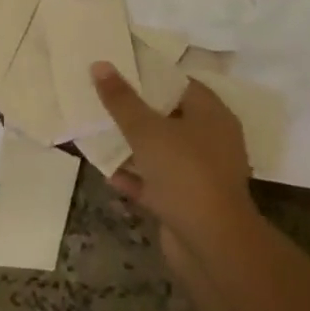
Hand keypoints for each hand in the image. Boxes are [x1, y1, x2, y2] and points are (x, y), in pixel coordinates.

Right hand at [92, 62, 261, 265]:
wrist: (212, 246)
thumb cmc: (184, 172)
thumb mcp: (146, 129)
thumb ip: (121, 99)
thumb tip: (100, 64)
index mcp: (211, 115)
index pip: (180, 83)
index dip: (149, 75)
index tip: (118, 68)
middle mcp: (210, 141)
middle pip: (168, 116)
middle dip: (136, 109)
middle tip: (102, 96)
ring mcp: (200, 174)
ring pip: (160, 151)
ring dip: (132, 145)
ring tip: (98, 130)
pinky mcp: (187, 203)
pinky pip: (155, 182)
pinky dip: (134, 176)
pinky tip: (106, 171)